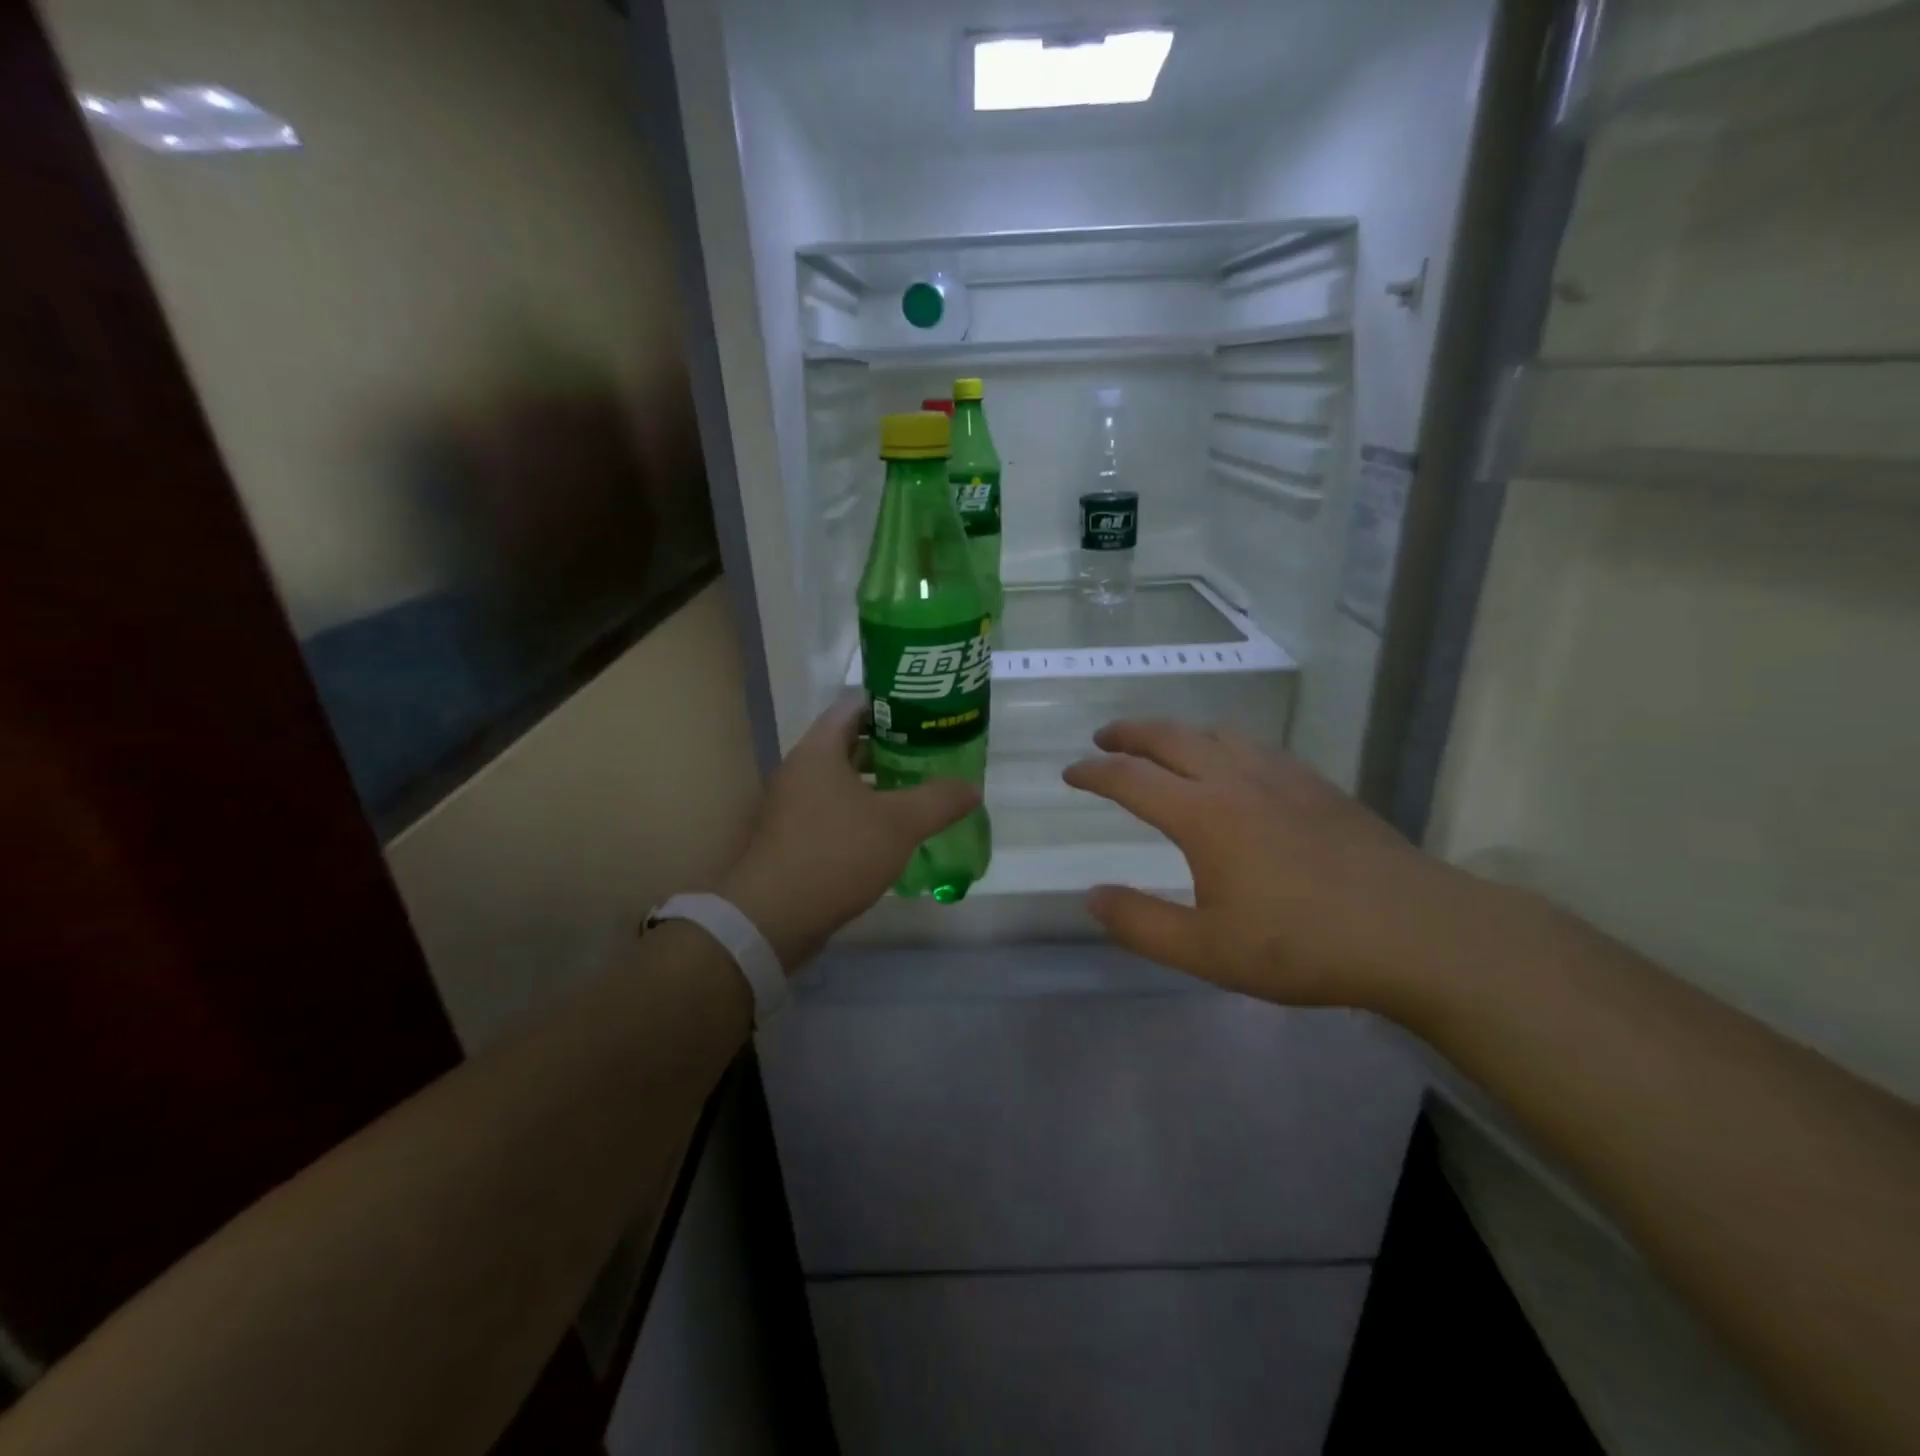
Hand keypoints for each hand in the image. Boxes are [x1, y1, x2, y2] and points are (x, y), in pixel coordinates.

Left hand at [717, 692, 980, 968]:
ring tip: (919, 790)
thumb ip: (939, 800)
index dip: (891, 705)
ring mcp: (793, 805)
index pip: (855, 706)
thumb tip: (972, 788)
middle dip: (892, 747)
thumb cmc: (837, 853)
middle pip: (849, 743)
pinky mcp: (793, 837)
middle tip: (931, 753)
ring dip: (878, 783)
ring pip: (842, 781)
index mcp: (819, 751)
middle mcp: (800, 770)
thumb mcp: (899, 824)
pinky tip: (891, 831)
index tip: (926, 714)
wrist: (774, 917)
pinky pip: (834, 811)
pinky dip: (862, 812)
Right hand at [1063, 719, 1486, 1011]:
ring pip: (1215, 732)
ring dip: (1176, 730)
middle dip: (1129, 733)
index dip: (1094, 772)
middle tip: (1104, 737)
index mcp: (1202, 814)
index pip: (1130, 778)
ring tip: (1161, 743)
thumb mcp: (1207, 950)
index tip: (1070, 773)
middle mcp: (1235, 779)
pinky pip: (1254, 744)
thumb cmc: (1301, 944)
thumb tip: (1092, 897)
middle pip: (1169, 737)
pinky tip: (1233, 761)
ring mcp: (1280, 775)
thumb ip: (1141, 923)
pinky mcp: (1316, 784)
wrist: (1414, 930)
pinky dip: (1222, 740)